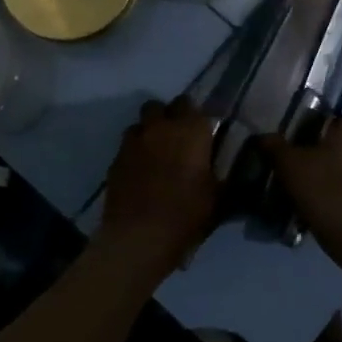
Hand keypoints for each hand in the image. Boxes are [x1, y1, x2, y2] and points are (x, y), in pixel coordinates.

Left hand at [99, 97, 216, 278]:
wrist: (140, 237)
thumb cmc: (187, 214)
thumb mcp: (218, 196)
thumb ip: (222, 174)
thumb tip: (227, 168)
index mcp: (191, 130)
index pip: (191, 105)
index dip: (194, 116)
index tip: (199, 132)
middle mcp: (161, 127)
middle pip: (160, 107)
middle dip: (168, 116)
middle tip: (177, 138)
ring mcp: (134, 142)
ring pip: (140, 124)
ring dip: (148, 132)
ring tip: (155, 153)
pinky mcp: (115, 160)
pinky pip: (126, 146)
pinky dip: (134, 152)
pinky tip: (140, 172)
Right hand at [262, 113, 341, 241]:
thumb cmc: (333, 194)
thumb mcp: (293, 169)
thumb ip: (275, 148)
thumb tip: (262, 137)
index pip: (326, 123)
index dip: (306, 142)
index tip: (295, 164)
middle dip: (324, 160)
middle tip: (303, 184)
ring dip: (340, 179)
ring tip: (318, 203)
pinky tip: (339, 214)